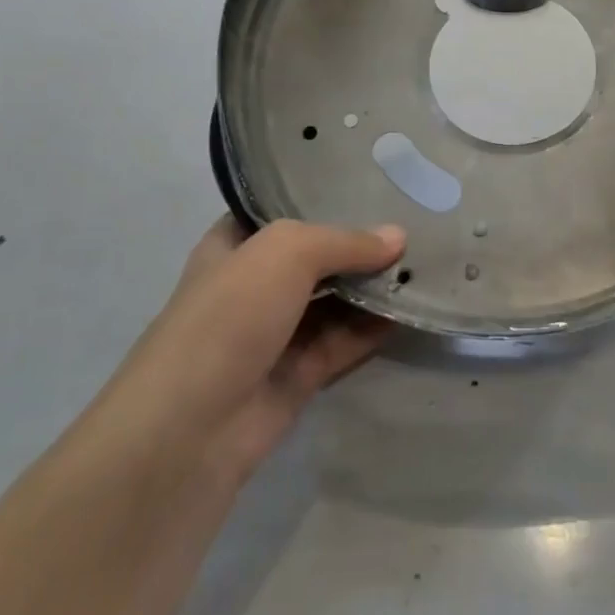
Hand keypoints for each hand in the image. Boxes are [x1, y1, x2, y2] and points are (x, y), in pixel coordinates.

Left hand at [98, 218, 405, 494]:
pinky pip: (344, 341)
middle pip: (316, 258)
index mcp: (234, 247)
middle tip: (415, 225)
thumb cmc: (228, 317)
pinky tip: (410, 308)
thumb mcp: (285, 254)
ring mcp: (275, 333)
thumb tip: (399, 238)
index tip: (374, 186)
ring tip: (425, 264)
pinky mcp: (298, 375)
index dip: (323, 198)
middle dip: (360, 245)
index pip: (282, 211)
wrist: (190, 428)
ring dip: (373, 287)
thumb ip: (345, 242)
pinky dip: (374, 327)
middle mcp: (254, 285)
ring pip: (334, 301)